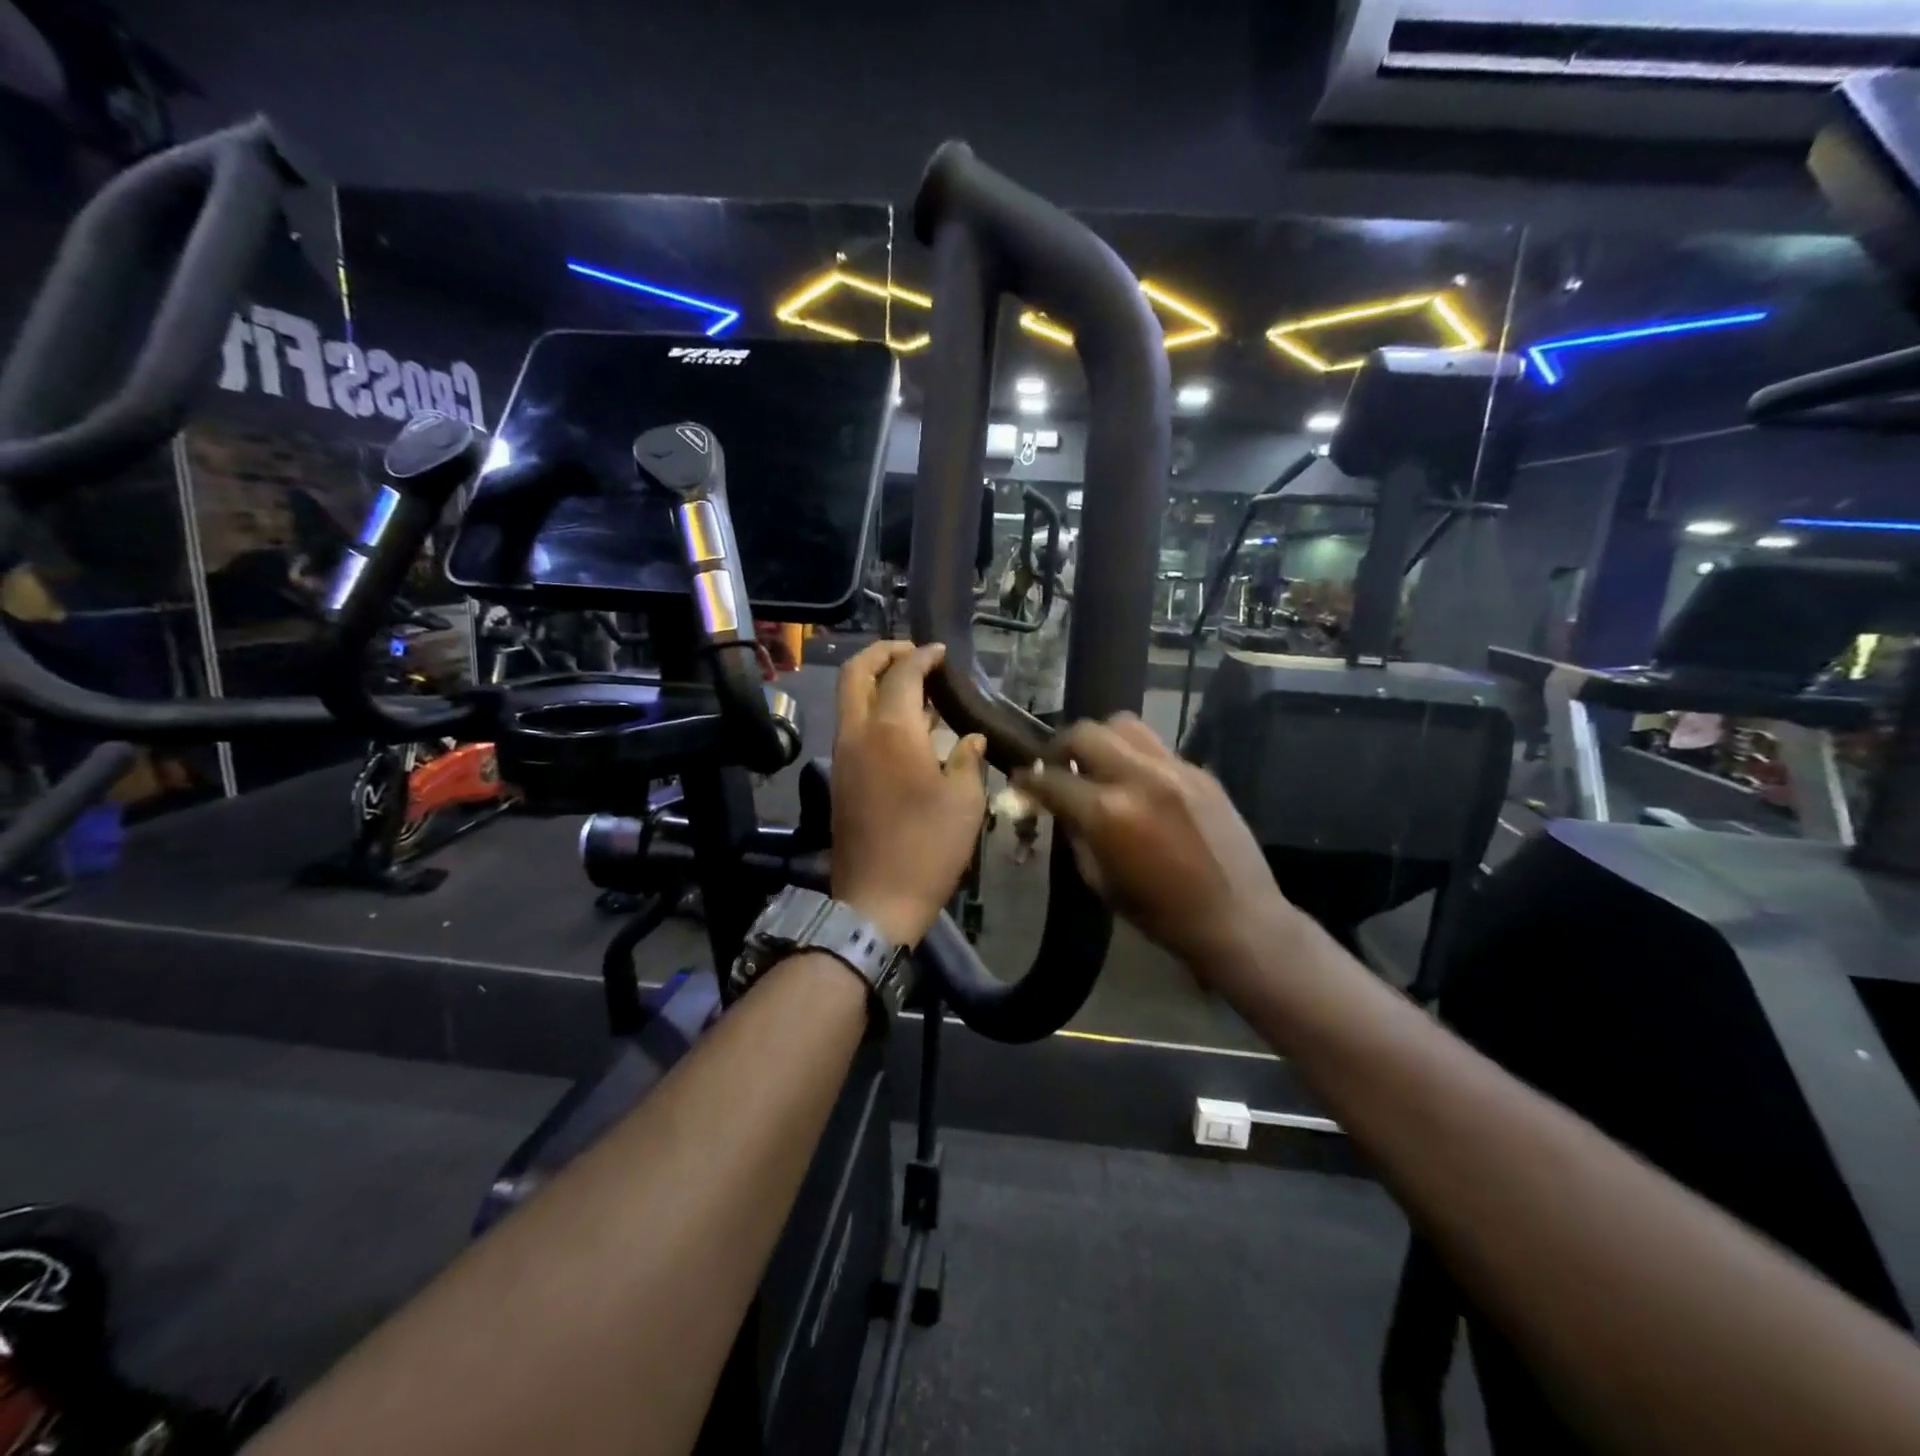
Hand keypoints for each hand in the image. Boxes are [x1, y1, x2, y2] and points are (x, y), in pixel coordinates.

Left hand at [831, 641, 986, 946]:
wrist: (876, 899)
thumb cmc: (928, 848)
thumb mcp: (964, 802)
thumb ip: (967, 759)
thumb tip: (969, 737)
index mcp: (891, 730)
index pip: (903, 673)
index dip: (923, 656)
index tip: (941, 652)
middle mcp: (858, 732)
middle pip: (856, 672)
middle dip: (882, 653)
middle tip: (912, 653)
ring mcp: (842, 754)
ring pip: (849, 698)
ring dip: (875, 681)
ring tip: (913, 687)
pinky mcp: (840, 776)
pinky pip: (852, 725)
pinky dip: (872, 709)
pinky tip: (904, 727)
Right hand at [1013, 714, 1300, 990]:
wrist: (1237, 918)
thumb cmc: (1160, 913)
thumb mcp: (1100, 880)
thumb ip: (1076, 834)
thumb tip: (1060, 806)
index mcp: (1107, 812)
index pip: (1053, 779)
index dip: (1029, 779)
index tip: (1021, 780)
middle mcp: (1138, 777)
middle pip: (1086, 733)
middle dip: (1061, 746)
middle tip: (1058, 765)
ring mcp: (1174, 769)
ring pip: (1124, 725)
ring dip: (1101, 740)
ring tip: (1098, 763)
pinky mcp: (1200, 771)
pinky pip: (1156, 748)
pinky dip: (1136, 757)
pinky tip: (1138, 783)